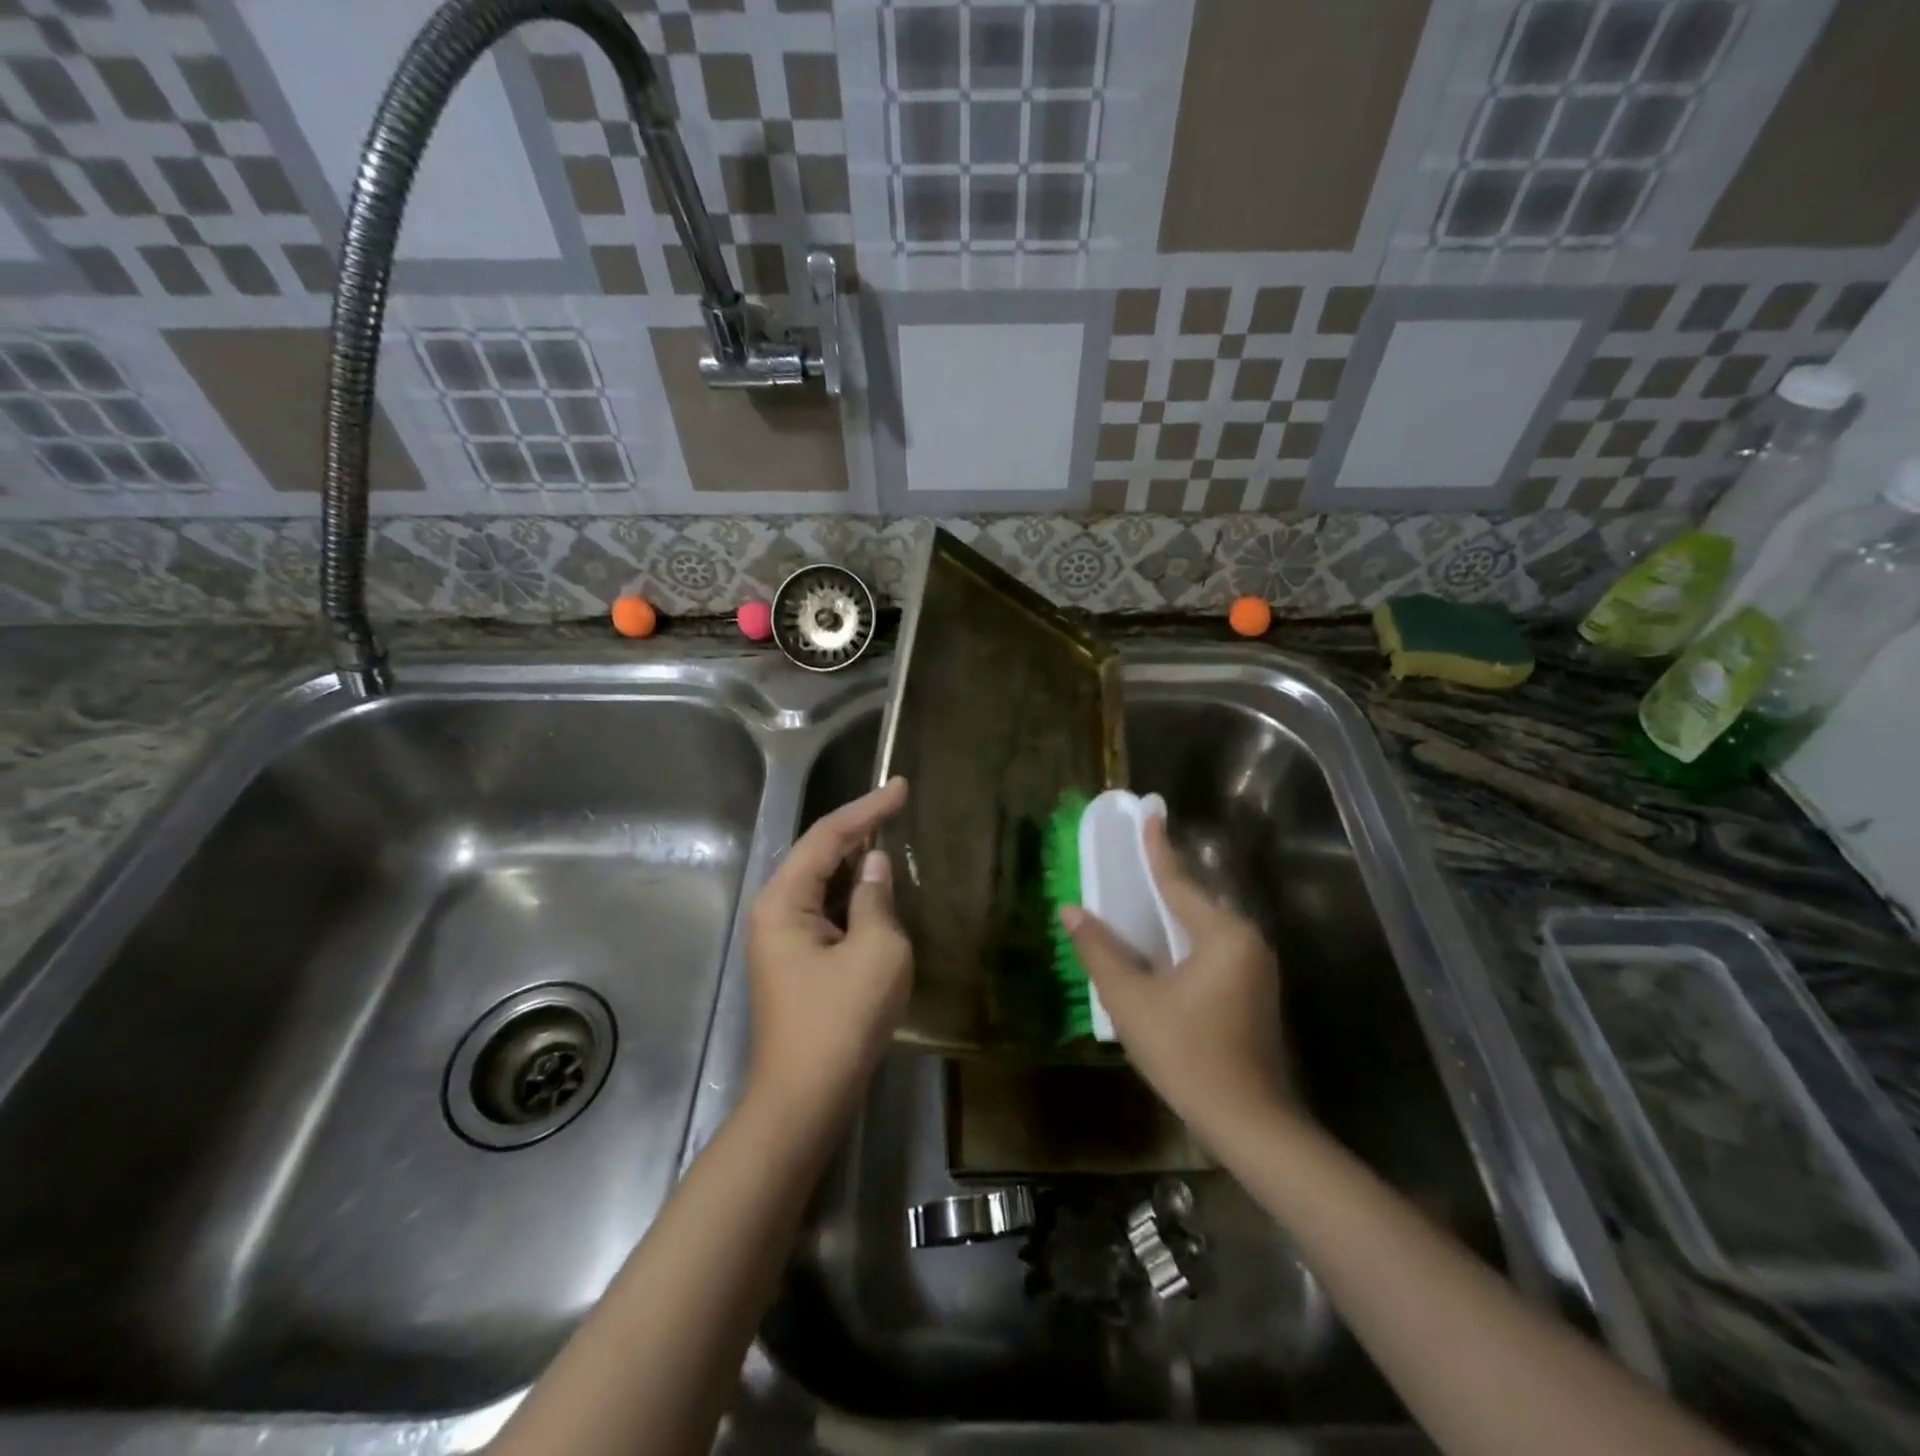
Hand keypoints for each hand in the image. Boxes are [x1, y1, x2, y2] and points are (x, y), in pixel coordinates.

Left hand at [745, 777, 911, 1129]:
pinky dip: (853, 897)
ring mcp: (782, 939)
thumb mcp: (877, 952)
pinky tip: (878, 892)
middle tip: (899, 807)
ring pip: (823, 884)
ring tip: (893, 838)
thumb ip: (877, 899)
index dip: (867, 808)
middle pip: (819, 855)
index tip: (901, 787)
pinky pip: (826, 912)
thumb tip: (875, 866)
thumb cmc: (841, 1021)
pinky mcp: (796, 961)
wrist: (805, 1099)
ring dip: (857, 864)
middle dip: (858, 830)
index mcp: (784, 900)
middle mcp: (774, 911)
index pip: (828, 837)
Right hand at [1060, 815, 1292, 1141]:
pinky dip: (1183, 939)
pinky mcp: (1253, 992)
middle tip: (1133, 857)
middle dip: (1162, 880)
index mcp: (1221, 934)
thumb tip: (1070, 910)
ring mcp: (1255, 968)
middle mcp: (1246, 941)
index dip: (1157, 847)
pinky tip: (1161, 946)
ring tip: (1139, 896)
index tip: (1149, 812)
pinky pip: (1212, 949)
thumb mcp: (1132, 1000)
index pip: (1178, 881)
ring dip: (1172, 914)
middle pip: (1194, 901)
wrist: (1249, 1123)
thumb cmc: (1187, 1054)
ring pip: (1203, 927)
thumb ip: (1100, 950)